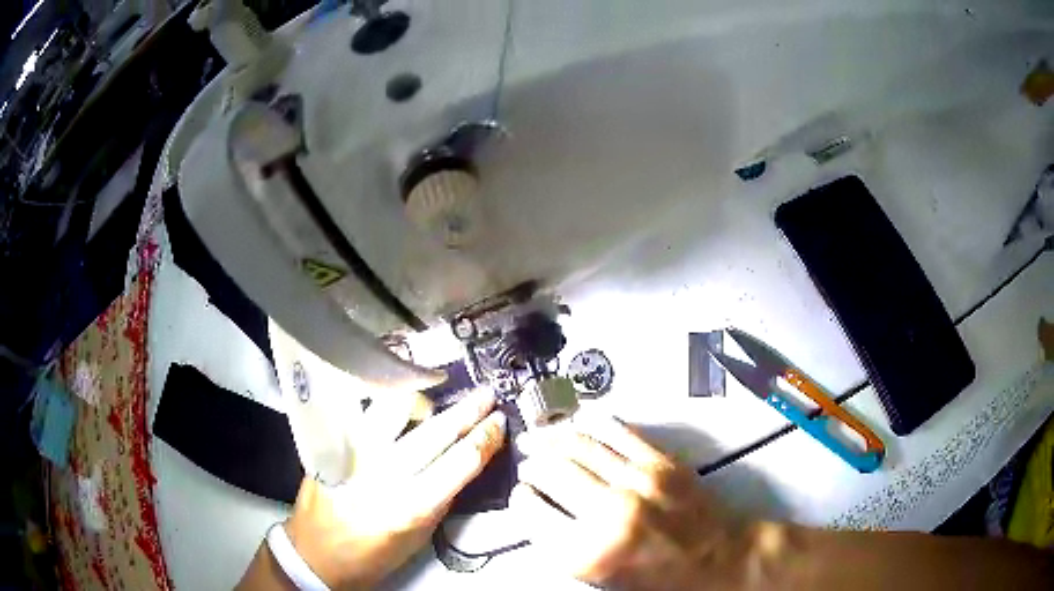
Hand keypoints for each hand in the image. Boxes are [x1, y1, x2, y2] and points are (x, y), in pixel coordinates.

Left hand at [285, 388, 505, 588]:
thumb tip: (464, 459)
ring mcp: (353, 454)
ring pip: (393, 407)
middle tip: (486, 396)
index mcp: (411, 506)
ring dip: (422, 400)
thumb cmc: (372, 555)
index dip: (485, 437)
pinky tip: (394, 399)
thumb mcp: (418, 537)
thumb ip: (441, 497)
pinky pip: (361, 411)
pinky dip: (383, 402)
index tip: (499, 422)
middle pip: (435, 431)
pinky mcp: (331, 444)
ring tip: (432, 401)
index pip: (460, 461)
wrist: (315, 553)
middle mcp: (382, 475)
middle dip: (468, 410)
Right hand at [514, 417, 749, 590]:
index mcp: (587, 553)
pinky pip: (615, 431)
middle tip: (530, 465)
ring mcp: (637, 482)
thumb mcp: (600, 578)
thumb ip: (562, 547)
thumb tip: (537, 510)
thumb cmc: (659, 579)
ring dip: (552, 439)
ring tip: (540, 438)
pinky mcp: (661, 462)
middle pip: (551, 471)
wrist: (718, 560)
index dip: (522, 499)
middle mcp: (608, 514)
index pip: (531, 512)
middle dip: (533, 465)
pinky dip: (590, 424)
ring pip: (578, 445)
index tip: (523, 494)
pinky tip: (578, 423)